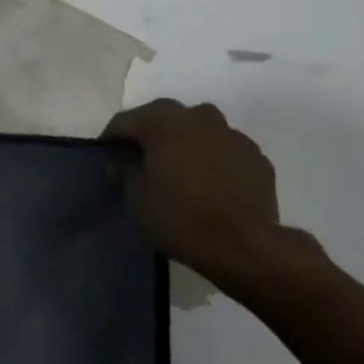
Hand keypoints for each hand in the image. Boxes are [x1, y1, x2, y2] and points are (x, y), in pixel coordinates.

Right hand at [103, 99, 286, 290]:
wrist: (244, 246)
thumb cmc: (179, 218)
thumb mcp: (135, 198)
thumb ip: (125, 170)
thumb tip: (123, 160)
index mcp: (164, 122)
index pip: (126, 120)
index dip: (112, 138)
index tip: (106, 156)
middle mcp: (199, 118)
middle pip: (165, 117)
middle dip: (150, 134)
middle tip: (140, 160)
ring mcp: (233, 135)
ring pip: (200, 130)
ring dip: (185, 143)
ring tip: (178, 170)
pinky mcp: (256, 158)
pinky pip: (224, 151)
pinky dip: (212, 160)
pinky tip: (209, 185)